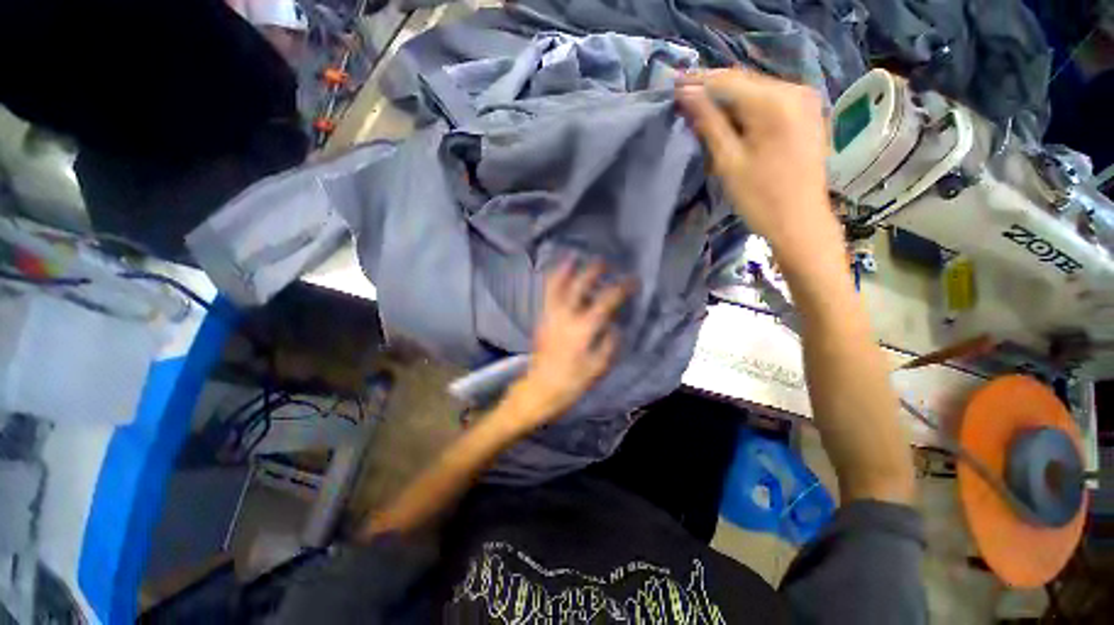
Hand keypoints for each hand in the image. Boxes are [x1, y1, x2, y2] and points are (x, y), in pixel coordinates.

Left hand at [503, 259, 629, 431]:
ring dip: (565, 269)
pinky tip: (559, 275)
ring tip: (573, 257)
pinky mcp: (541, 318)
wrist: (539, 389)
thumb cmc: (571, 382)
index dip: (621, 289)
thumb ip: (609, 343)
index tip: (632, 281)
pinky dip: (553, 281)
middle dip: (592, 271)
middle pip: (578, 286)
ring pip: (555, 285)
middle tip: (603, 262)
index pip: (605, 302)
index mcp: (582, 329)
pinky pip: (547, 294)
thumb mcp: (598, 367)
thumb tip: (614, 325)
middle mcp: (564, 316)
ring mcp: (549, 315)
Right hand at [676, 69, 838, 253]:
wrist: (800, 221)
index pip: (727, 81)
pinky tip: (731, 117)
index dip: (698, 82)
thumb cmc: (760, 198)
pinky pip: (770, 99)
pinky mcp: (807, 112)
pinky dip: (747, 106)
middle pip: (744, 81)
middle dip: (712, 88)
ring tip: (702, 108)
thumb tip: (686, 95)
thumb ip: (708, 123)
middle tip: (684, 95)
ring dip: (728, 97)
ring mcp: (805, 100)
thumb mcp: (728, 162)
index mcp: (774, 103)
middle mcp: (794, 90)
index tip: (673, 84)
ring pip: (756, 89)